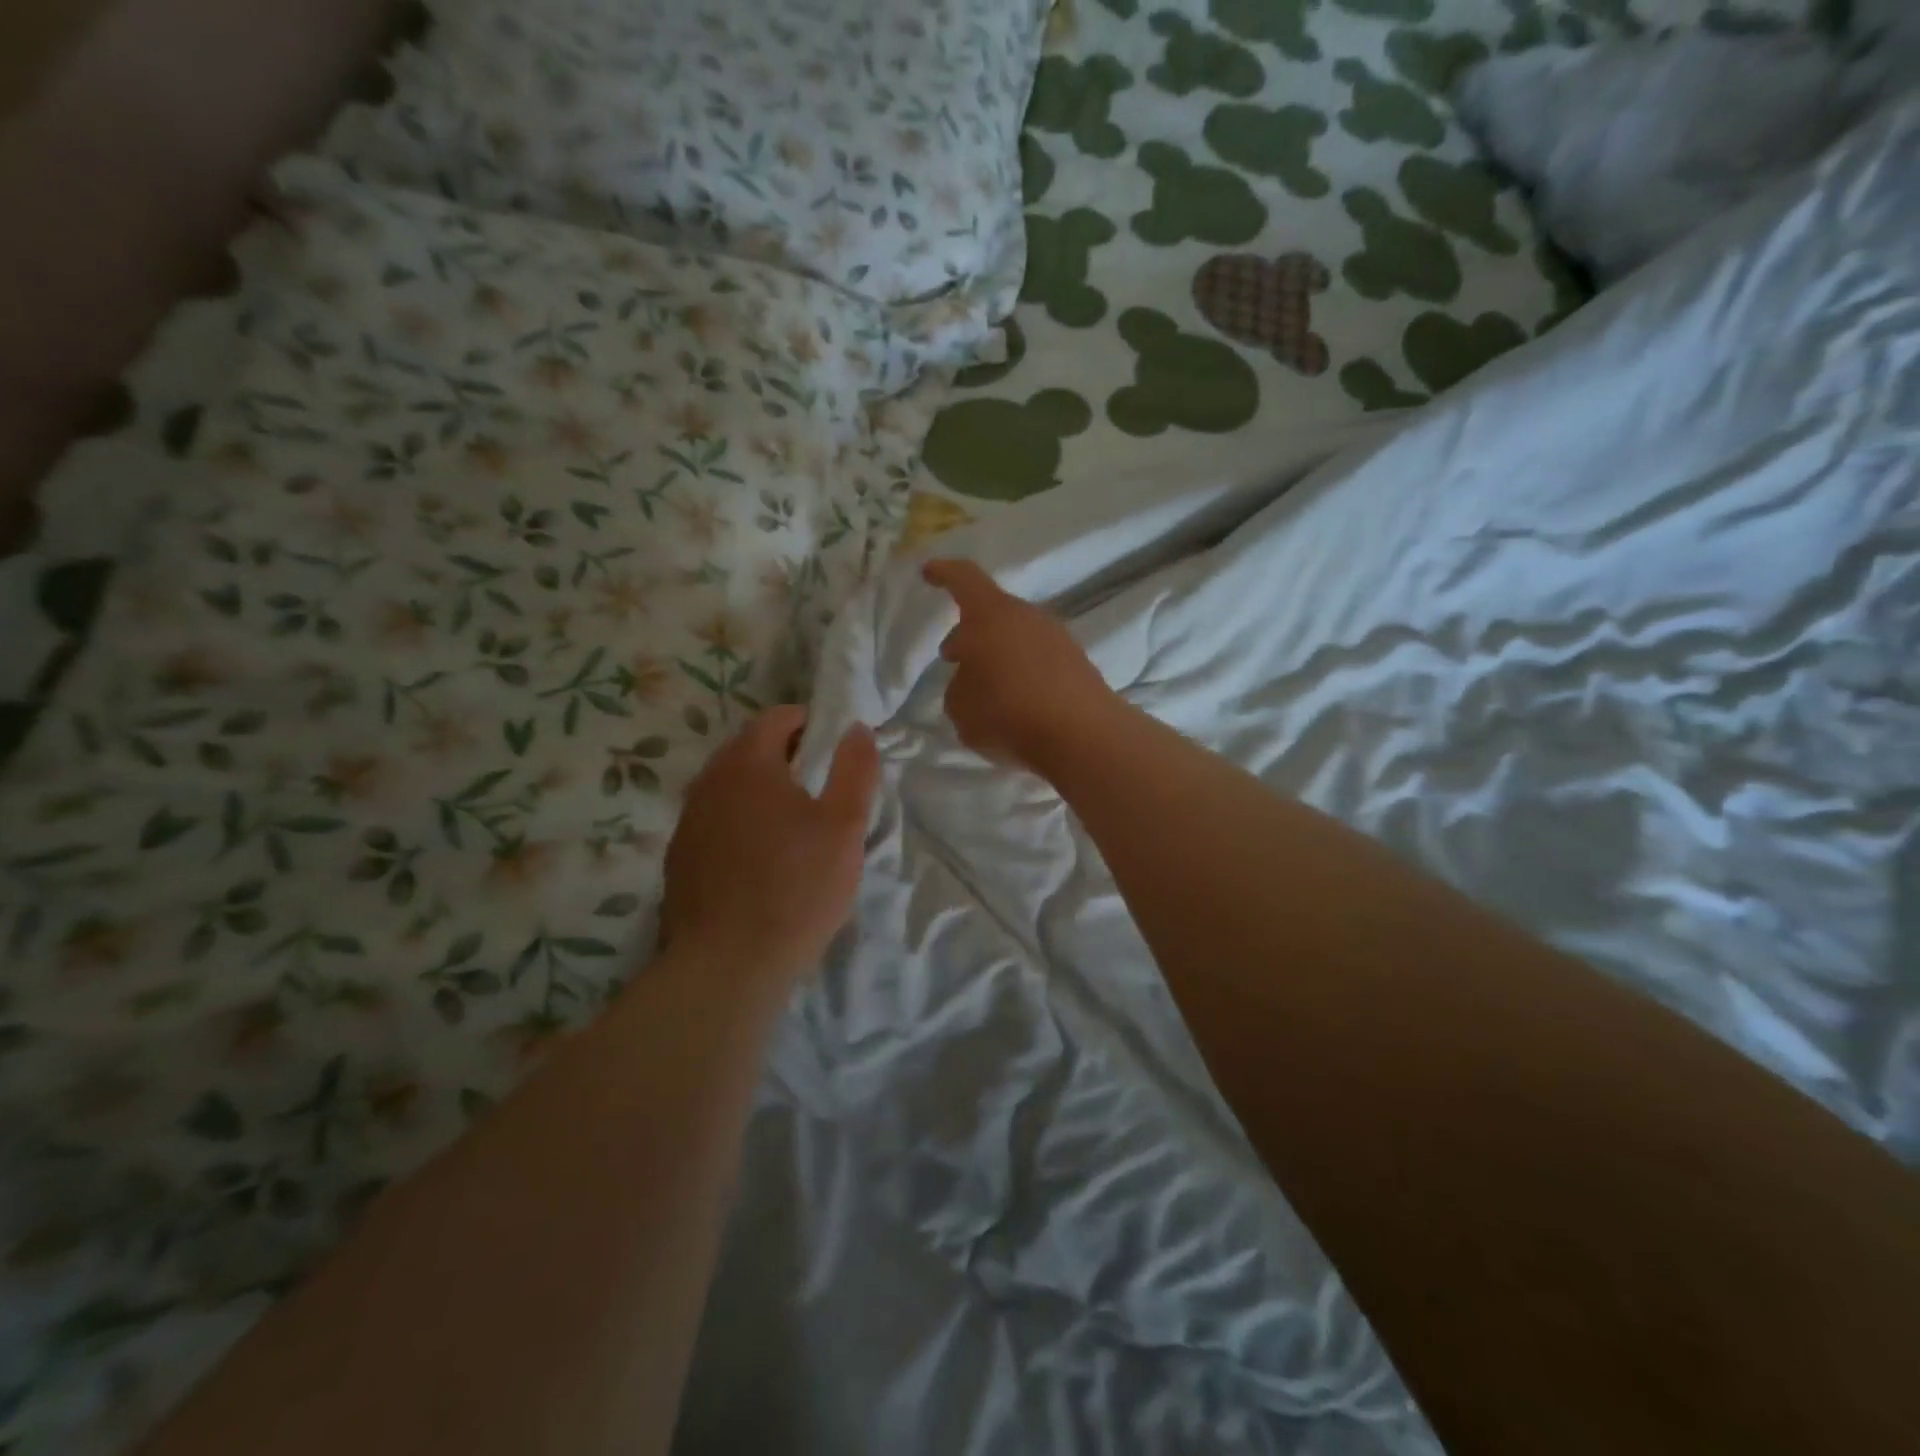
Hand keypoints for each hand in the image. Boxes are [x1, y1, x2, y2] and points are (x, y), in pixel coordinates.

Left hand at [661, 705, 879, 986]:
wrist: (728, 965)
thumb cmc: (797, 887)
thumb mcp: (845, 825)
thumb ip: (855, 769)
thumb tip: (856, 728)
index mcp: (748, 764)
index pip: (777, 718)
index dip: (810, 723)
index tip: (834, 747)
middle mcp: (709, 782)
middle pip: (748, 748)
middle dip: (785, 754)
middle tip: (820, 784)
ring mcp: (688, 821)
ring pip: (728, 786)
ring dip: (760, 789)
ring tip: (793, 821)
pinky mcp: (679, 858)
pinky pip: (714, 820)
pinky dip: (739, 820)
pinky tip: (760, 857)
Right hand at [923, 558, 1120, 774]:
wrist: (1083, 735)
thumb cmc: (1008, 712)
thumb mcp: (960, 707)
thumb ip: (959, 687)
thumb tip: (973, 682)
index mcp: (991, 615)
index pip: (964, 579)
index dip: (944, 573)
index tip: (928, 572)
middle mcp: (1027, 617)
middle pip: (993, 614)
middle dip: (971, 633)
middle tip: (954, 656)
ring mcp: (1058, 639)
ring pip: (1017, 637)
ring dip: (997, 655)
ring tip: (983, 687)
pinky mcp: (1078, 665)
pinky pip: (1038, 660)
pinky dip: (1022, 673)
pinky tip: (1015, 703)